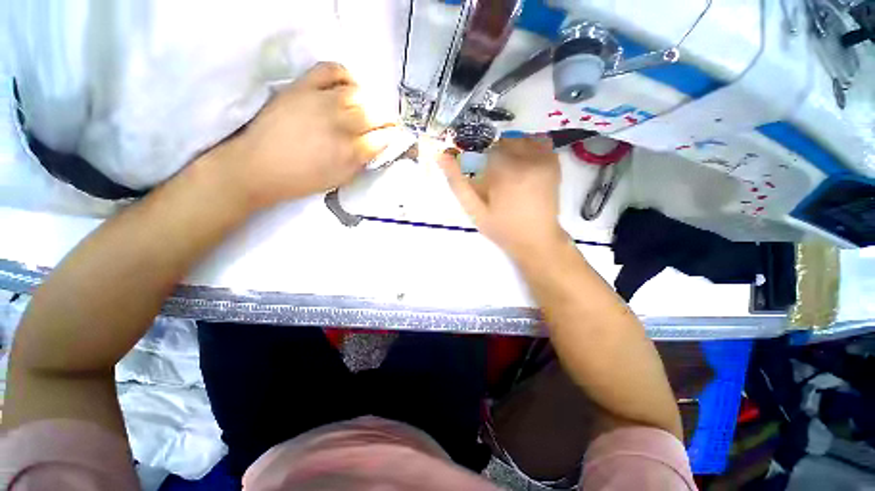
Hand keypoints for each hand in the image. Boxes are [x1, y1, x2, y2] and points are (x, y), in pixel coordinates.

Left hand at [206, 62, 398, 209]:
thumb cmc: (303, 180)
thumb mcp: (341, 179)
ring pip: (359, 93)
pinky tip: (347, 85)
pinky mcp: (303, 86)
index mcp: (352, 152)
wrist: (260, 167)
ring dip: (367, 101)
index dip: (392, 137)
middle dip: (385, 120)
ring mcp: (322, 102)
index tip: (392, 137)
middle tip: (383, 124)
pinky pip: (331, 70)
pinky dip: (345, 75)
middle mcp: (342, 125)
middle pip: (377, 114)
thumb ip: (362, 161)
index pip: (384, 138)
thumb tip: (377, 146)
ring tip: (363, 108)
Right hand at [440, 137, 568, 260]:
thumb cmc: (503, 229)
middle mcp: (528, 159)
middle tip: (494, 180)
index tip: (481, 179)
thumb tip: (441, 156)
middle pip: (503, 142)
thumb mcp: (475, 211)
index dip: (479, 162)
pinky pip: (538, 142)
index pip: (486, 150)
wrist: (537, 240)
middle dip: (494, 157)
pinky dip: (527, 148)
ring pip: (520, 140)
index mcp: (506, 172)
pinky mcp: (554, 162)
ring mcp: (545, 159)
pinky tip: (523, 167)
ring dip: (510, 151)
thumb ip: (458, 183)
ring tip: (509, 175)